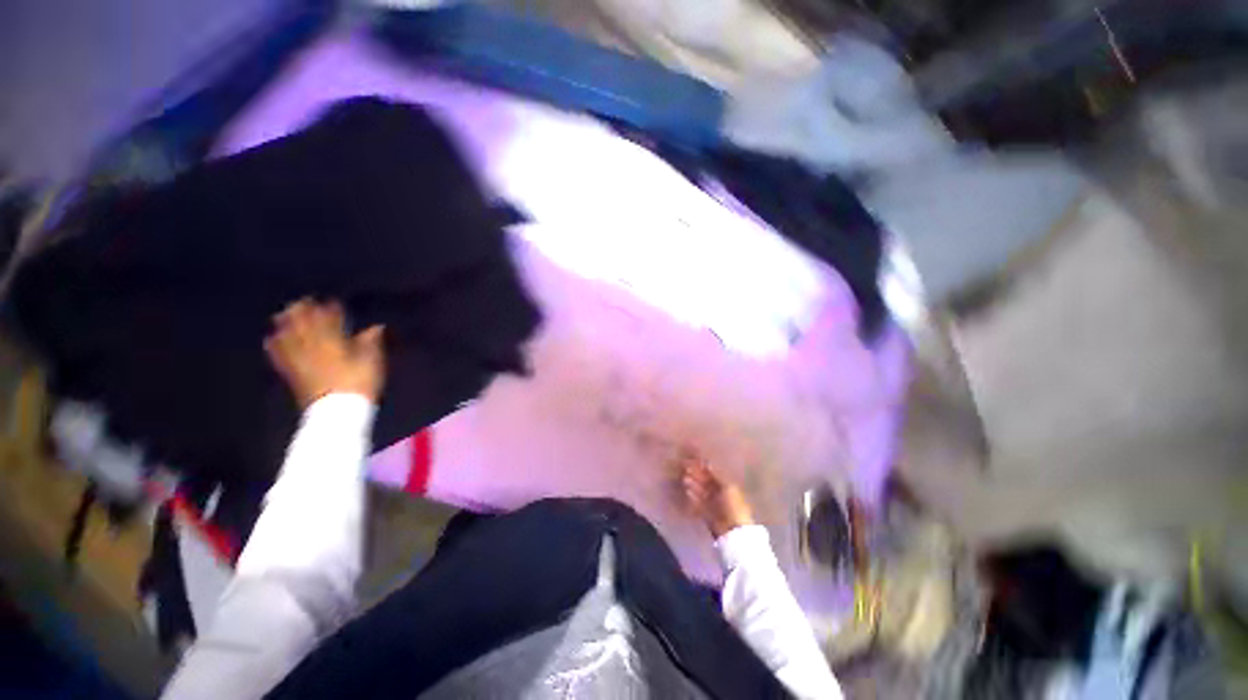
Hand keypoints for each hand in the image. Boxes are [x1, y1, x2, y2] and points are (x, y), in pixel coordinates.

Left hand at [265, 298, 384, 409]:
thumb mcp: (373, 362)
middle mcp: (313, 347)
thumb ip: (371, 342)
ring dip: (287, 324)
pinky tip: (272, 339)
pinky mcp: (293, 374)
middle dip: (304, 312)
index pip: (331, 321)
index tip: (331, 300)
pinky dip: (276, 345)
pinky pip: (280, 355)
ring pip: (290, 336)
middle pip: (306, 325)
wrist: (338, 412)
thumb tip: (375, 326)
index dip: (331, 310)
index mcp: (334, 342)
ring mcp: (300, 360)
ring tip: (284, 313)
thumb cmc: (359, 384)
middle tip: (302, 300)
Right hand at [678, 452, 755, 538]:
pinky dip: (693, 498)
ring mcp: (713, 504)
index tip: (694, 461)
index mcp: (727, 486)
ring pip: (701, 492)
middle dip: (696, 476)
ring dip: (693, 485)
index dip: (704, 468)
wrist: (733, 531)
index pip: (713, 475)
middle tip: (685, 469)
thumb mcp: (727, 487)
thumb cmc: (733, 506)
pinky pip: (698, 504)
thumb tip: (708, 463)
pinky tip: (686, 492)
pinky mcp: (706, 514)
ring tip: (684, 479)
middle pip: (706, 483)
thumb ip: (717, 475)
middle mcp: (720, 494)